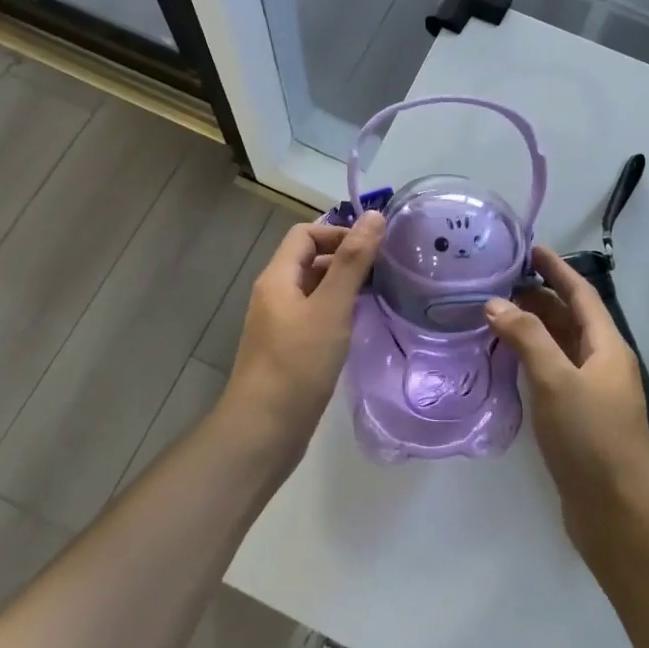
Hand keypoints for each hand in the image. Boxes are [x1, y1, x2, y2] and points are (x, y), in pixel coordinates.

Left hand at [223, 211, 384, 460]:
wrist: (264, 431)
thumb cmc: (297, 364)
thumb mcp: (330, 308)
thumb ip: (353, 262)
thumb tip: (374, 216)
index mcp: (277, 278)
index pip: (306, 234)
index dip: (338, 233)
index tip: (373, 249)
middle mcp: (275, 294)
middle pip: (310, 259)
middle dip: (345, 258)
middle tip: (385, 270)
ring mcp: (280, 324)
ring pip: (315, 289)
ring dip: (344, 286)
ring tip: (379, 295)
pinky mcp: (289, 349)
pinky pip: (315, 316)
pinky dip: (338, 312)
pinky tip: (359, 326)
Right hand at [484, 247, 648, 537]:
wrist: (616, 513)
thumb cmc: (590, 438)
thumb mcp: (556, 380)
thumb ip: (526, 337)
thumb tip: (495, 303)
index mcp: (607, 346)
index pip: (580, 293)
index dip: (556, 268)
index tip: (529, 247)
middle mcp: (603, 362)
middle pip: (570, 317)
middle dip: (539, 295)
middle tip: (499, 281)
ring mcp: (592, 390)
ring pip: (561, 344)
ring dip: (533, 326)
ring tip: (496, 312)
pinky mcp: (580, 415)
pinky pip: (554, 370)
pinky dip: (532, 356)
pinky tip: (508, 358)